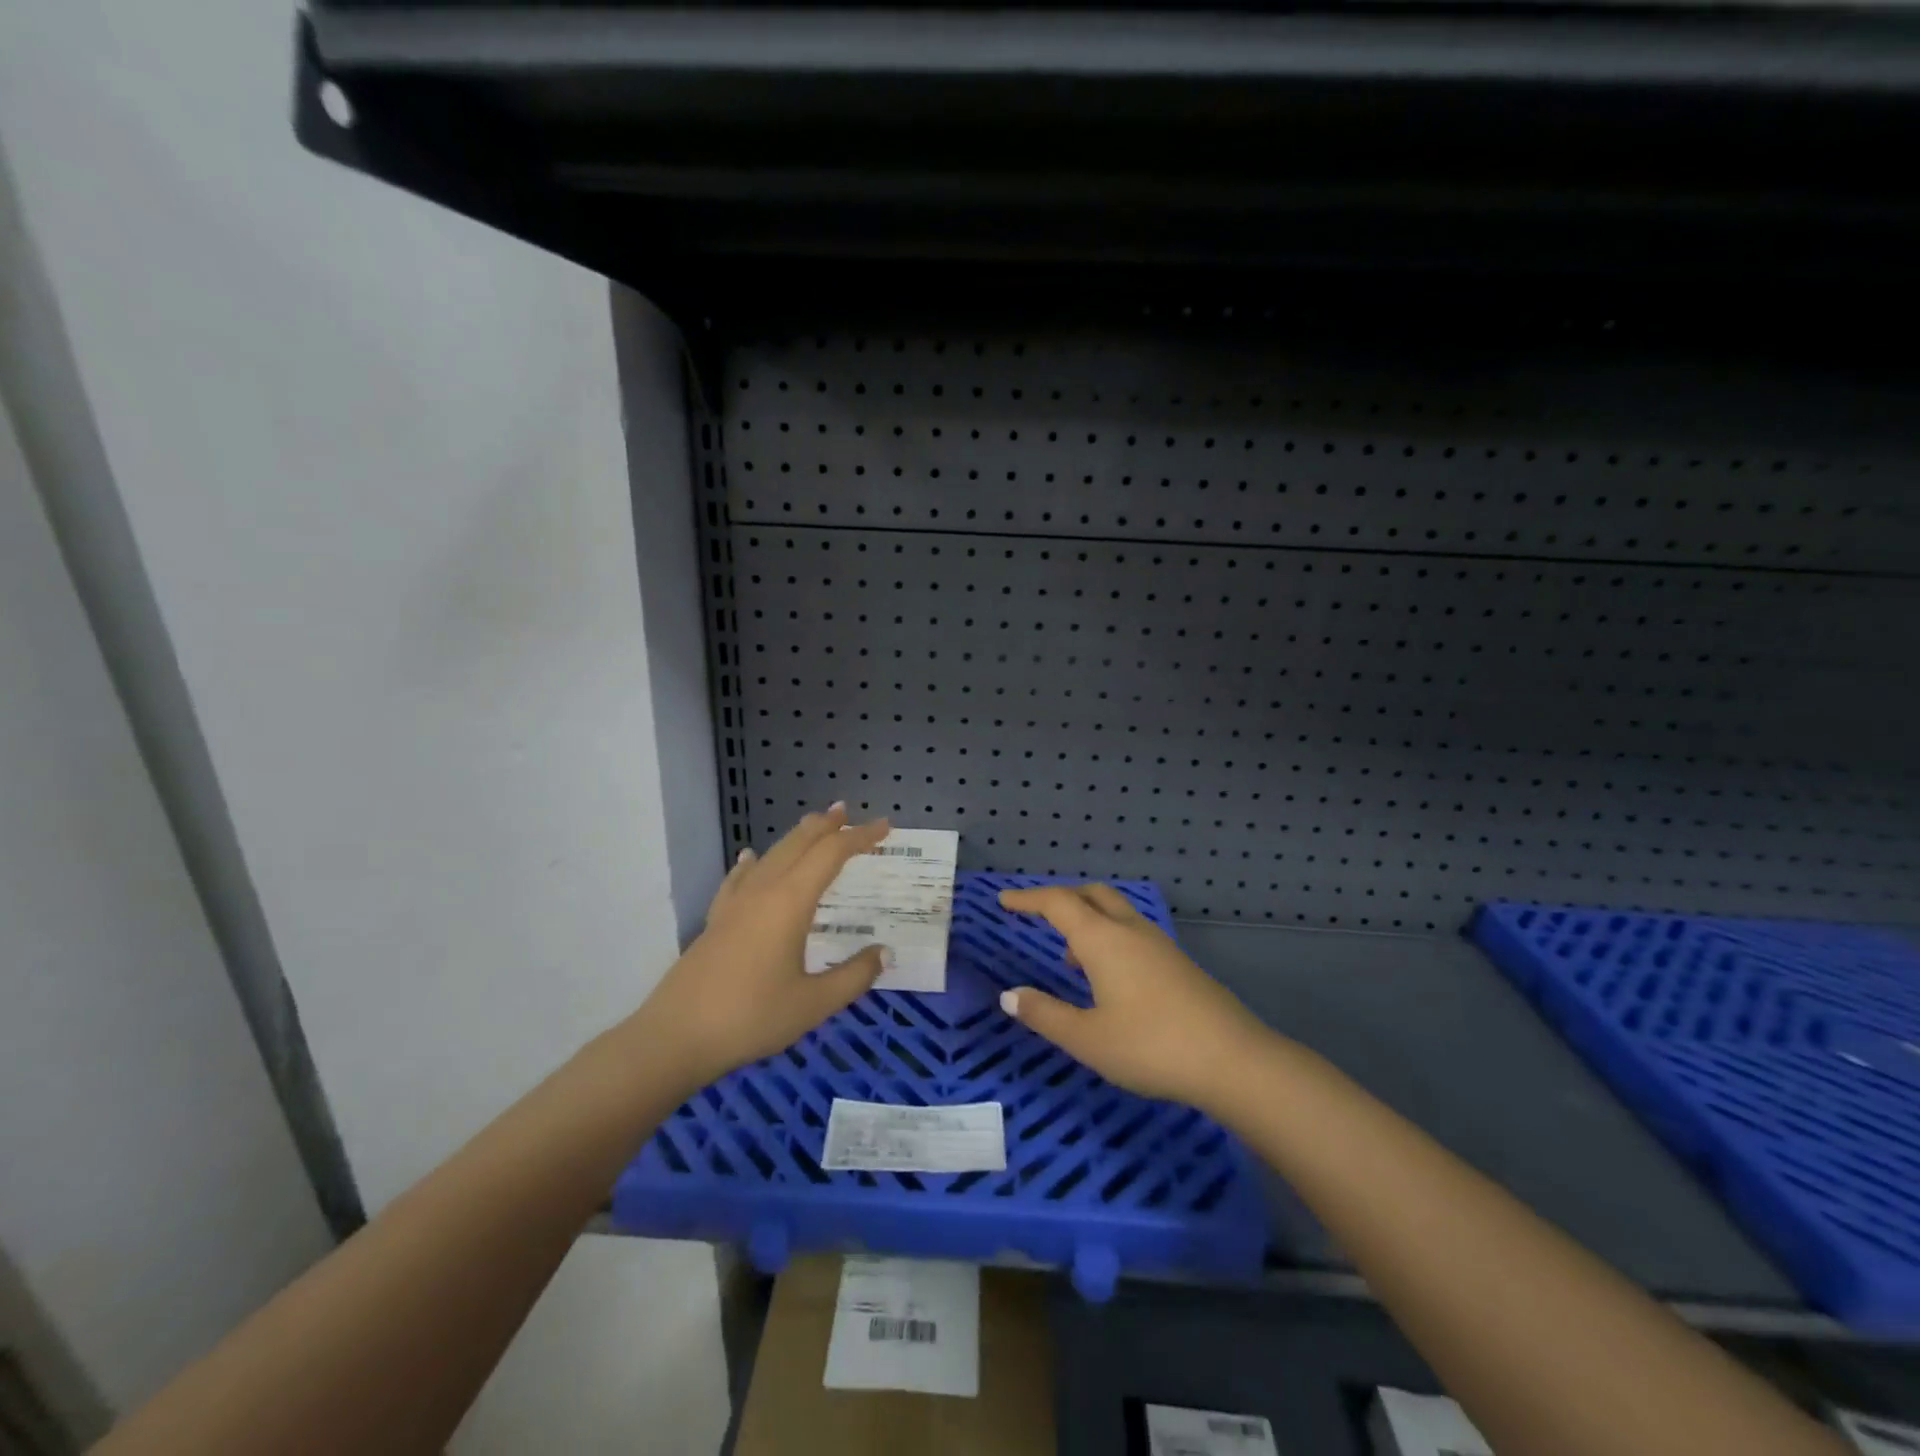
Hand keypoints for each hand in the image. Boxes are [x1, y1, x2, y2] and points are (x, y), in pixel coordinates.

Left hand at [638, 806, 891, 1089]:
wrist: (676, 1037)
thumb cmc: (751, 1017)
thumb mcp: (814, 1004)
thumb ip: (854, 976)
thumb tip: (885, 953)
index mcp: (790, 902)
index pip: (831, 855)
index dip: (860, 837)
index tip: (885, 827)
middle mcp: (763, 891)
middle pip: (798, 844)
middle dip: (825, 826)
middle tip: (846, 812)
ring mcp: (735, 903)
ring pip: (771, 855)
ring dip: (796, 838)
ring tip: (813, 826)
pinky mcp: (716, 920)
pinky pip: (740, 877)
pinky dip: (754, 862)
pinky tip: (751, 858)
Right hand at [997, 884, 1271, 1109]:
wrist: (1233, 1060)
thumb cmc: (1151, 1046)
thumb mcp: (1087, 1039)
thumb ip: (1045, 1014)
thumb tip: (1009, 995)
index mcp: (1102, 939)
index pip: (1057, 903)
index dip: (1027, 898)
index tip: (1003, 899)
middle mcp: (1130, 930)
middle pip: (1091, 894)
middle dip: (1061, 898)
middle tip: (1037, 916)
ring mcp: (1159, 944)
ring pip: (1116, 912)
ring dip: (1087, 920)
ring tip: (1069, 957)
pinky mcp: (1178, 962)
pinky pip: (1133, 932)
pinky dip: (1110, 937)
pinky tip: (1109, 978)